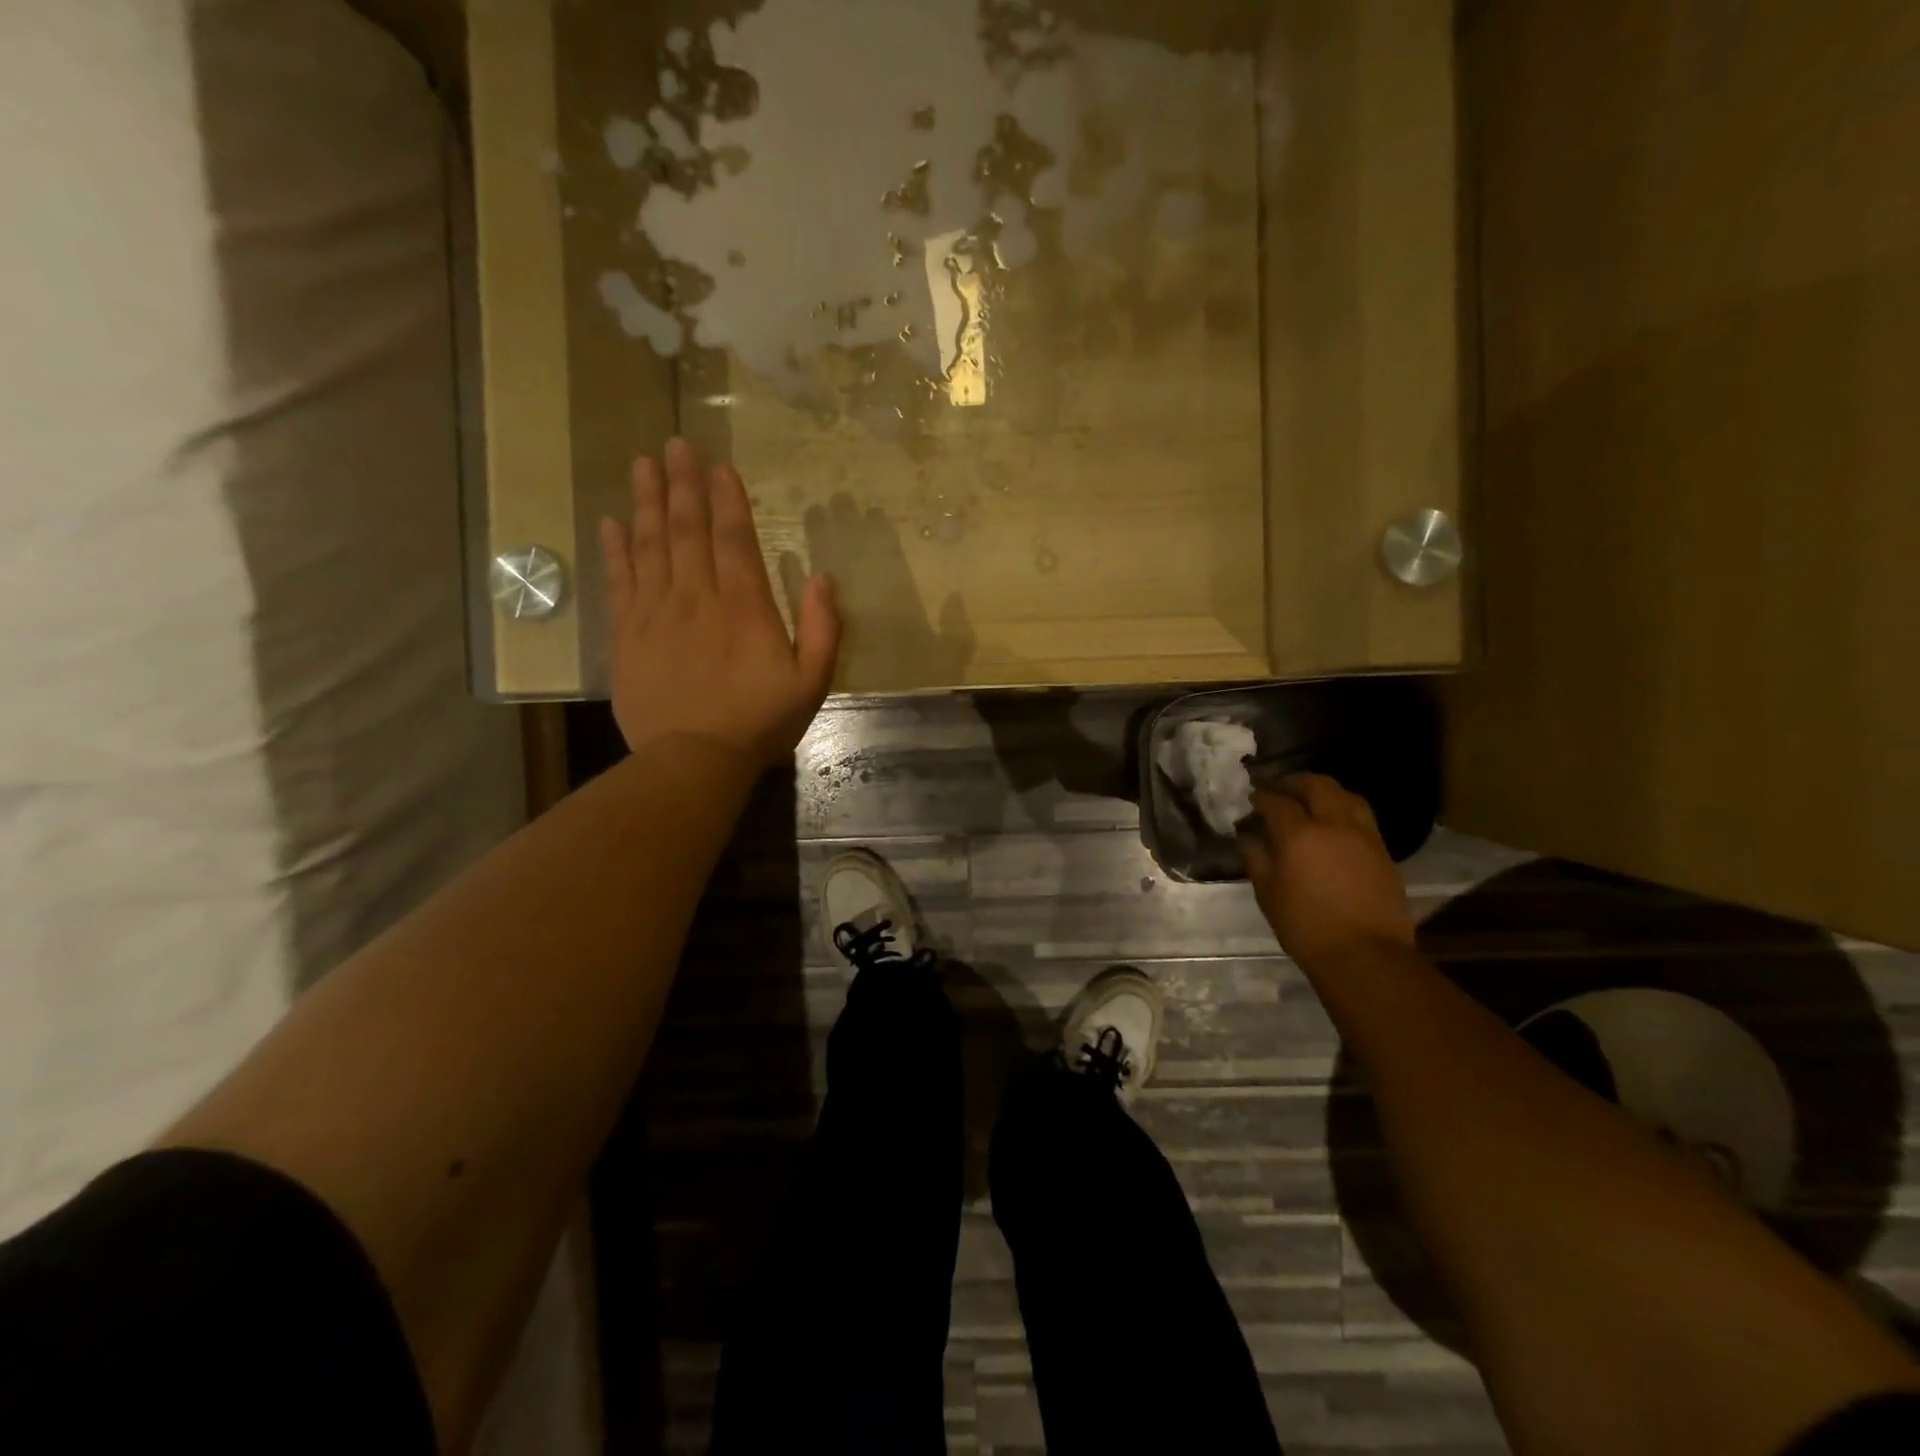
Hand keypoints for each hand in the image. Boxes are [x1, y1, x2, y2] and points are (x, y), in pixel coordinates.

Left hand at [599, 438, 839, 765]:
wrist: (693, 759)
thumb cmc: (759, 722)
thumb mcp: (811, 682)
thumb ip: (822, 629)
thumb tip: (823, 577)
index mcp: (744, 605)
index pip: (734, 537)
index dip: (727, 498)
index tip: (719, 463)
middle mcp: (696, 595)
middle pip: (686, 528)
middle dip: (682, 483)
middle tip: (675, 443)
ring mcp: (656, 612)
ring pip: (649, 544)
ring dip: (647, 501)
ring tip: (644, 463)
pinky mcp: (627, 634)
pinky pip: (620, 581)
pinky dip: (615, 549)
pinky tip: (612, 522)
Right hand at [1241, 774, 1414, 968]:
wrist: (1365, 955)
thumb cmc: (1306, 926)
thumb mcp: (1268, 894)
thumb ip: (1257, 859)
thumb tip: (1250, 838)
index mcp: (1300, 835)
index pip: (1277, 802)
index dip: (1261, 796)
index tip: (1251, 798)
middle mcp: (1334, 825)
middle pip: (1317, 785)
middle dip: (1295, 782)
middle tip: (1280, 787)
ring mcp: (1364, 836)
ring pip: (1347, 796)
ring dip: (1325, 791)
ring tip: (1311, 799)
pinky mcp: (1383, 851)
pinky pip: (1362, 817)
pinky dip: (1345, 810)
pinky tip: (1335, 823)